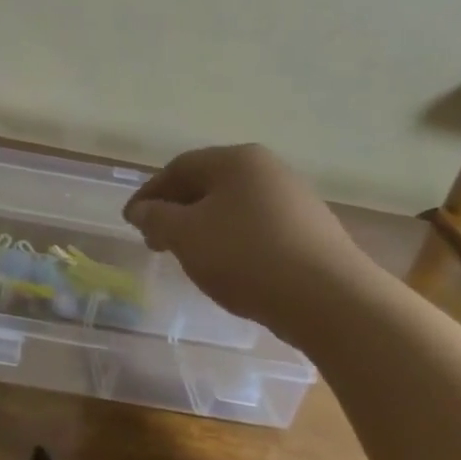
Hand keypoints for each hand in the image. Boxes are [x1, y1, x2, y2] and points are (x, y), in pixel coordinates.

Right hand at [123, 144, 376, 343]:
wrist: (330, 299)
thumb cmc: (246, 256)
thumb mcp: (185, 235)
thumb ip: (156, 217)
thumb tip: (143, 210)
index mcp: (236, 160)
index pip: (178, 167)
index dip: (148, 193)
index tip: (130, 221)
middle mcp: (268, 170)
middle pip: (207, 185)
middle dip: (175, 211)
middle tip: (154, 241)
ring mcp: (294, 199)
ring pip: (232, 208)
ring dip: (203, 228)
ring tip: (188, 256)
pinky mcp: (310, 231)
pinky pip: (257, 228)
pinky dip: (232, 241)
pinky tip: (227, 267)